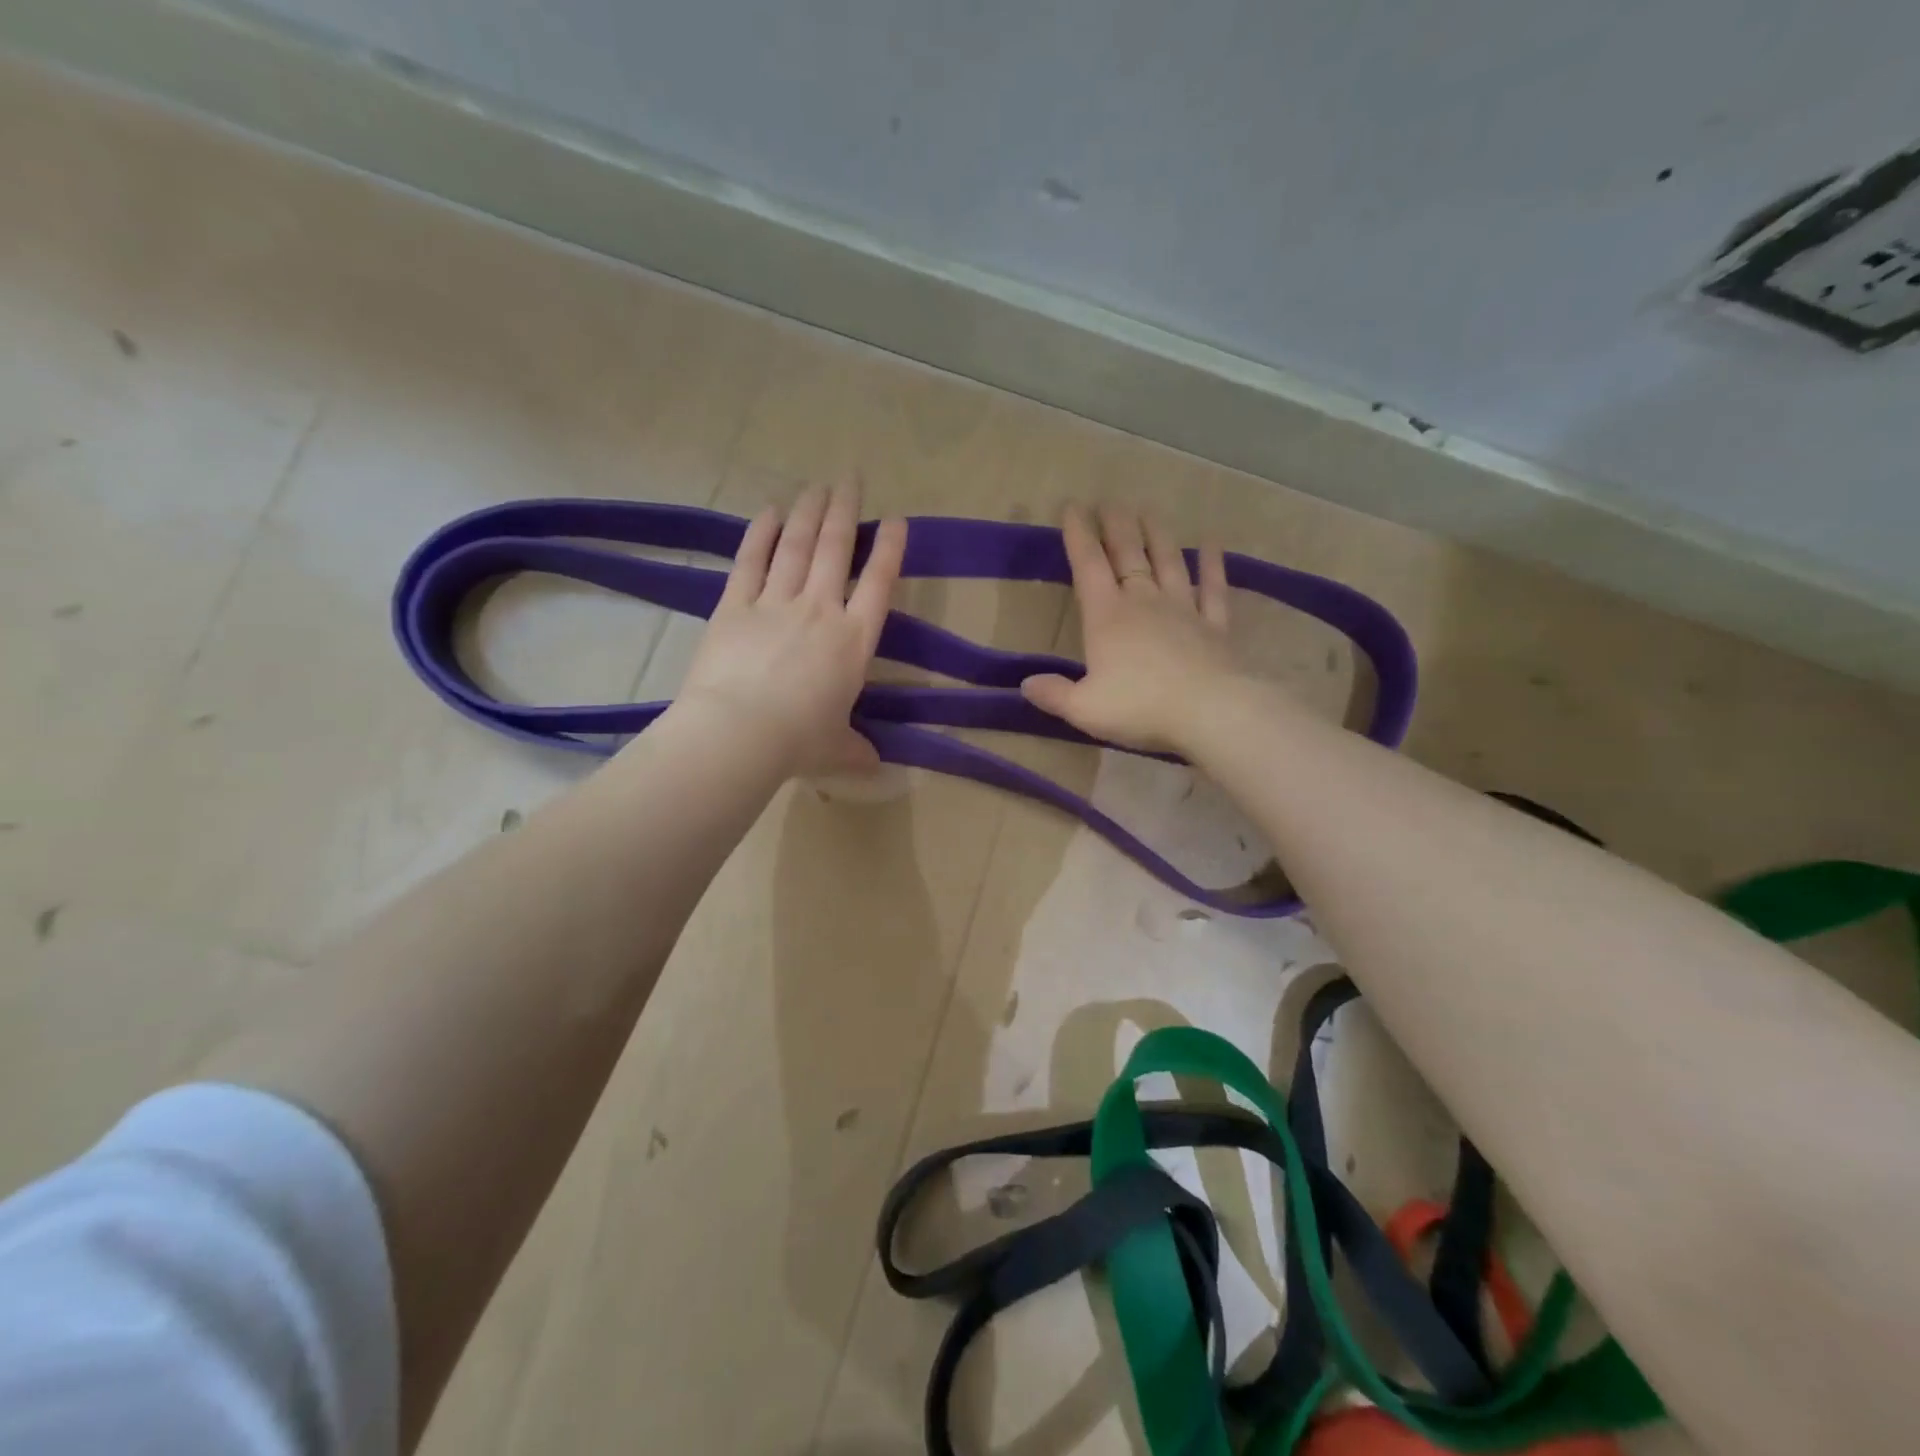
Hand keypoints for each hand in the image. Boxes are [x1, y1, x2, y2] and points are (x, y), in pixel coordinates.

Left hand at [676, 480, 906, 776]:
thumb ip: (857, 750)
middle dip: (845, 511)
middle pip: (836, 550)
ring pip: (797, 547)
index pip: (879, 585)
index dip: (890, 550)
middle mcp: (820, 611)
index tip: (896, 521)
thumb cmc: (799, 742)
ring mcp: (776, 603)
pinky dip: (762, 534)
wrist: (740, 733)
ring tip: (817, 485)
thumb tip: (873, 766)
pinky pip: (751, 562)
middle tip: (850, 478)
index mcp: (854, 642)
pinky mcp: (735, 606)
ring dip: (809, 513)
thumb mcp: (837, 749)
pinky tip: (770, 511)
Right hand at [1021, 504, 1242, 752]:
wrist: (1210, 711)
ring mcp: (1183, 610)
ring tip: (1149, 510)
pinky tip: (1213, 543)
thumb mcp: (1084, 709)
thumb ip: (1054, 694)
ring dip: (1158, 534)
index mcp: (1107, 617)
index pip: (1088, 566)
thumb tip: (1026, 684)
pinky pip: (1213, 588)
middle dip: (1116, 525)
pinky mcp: (1215, 626)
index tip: (1073, 507)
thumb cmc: (1140, 707)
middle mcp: (1144, 602)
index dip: (1078, 535)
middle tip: (1111, 501)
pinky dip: (1213, 564)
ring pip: (1169, 562)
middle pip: (1128, 554)